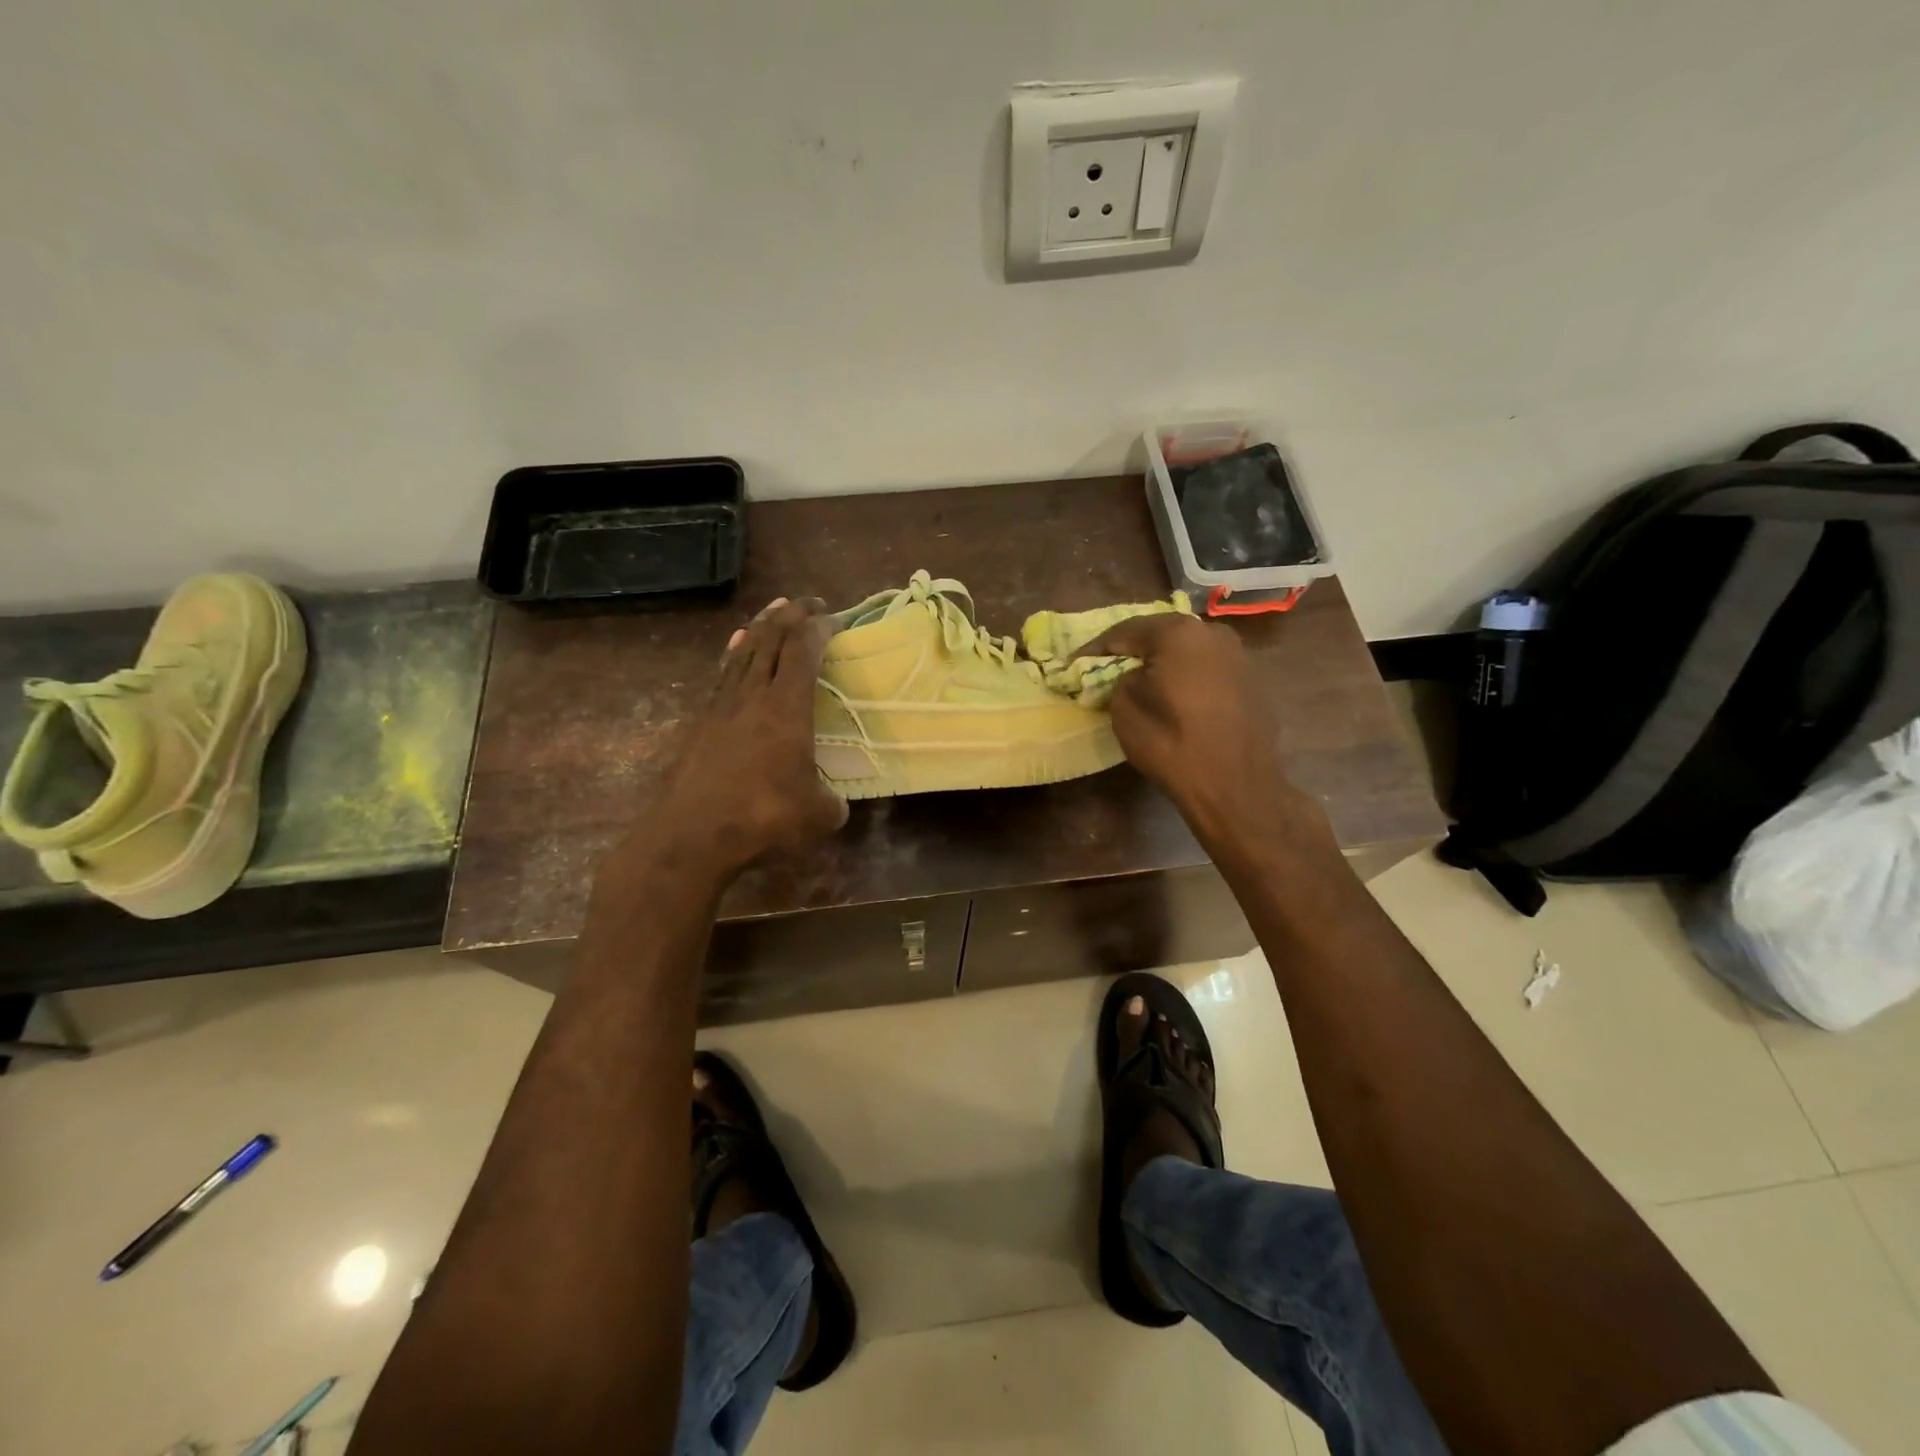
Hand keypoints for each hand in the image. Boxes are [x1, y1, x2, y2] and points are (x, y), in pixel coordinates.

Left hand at [618, 597, 847, 882]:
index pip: (804, 650)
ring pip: (743, 651)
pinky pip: (723, 673)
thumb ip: (832, 802)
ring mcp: (721, 706)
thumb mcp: (819, 816)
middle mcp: (753, 695)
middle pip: (771, 640)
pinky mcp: (699, 723)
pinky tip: (736, 647)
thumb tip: (834, 802)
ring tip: (774, 611)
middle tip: (808, 603)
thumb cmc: (763, 818)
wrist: (691, 836)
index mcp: (787, 708)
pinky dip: (735, 653)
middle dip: (791, 615)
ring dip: (761, 627)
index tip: (834, 617)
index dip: (820, 627)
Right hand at [1075, 613, 1321, 853]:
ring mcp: (1238, 655)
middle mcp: (1212, 632)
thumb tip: (1131, 676)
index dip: (1096, 647)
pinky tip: (1174, 695)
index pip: (1125, 630)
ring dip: (1162, 662)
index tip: (1074, 663)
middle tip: (1106, 667)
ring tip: (1140, 681)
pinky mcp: (1252, 680)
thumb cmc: (1172, 744)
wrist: (1236, 786)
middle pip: (1161, 634)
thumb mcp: (1124, 710)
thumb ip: (1120, 680)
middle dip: (1133, 650)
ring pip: (1188, 650)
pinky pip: (1207, 669)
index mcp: (1178, 633)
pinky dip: (1186, 676)